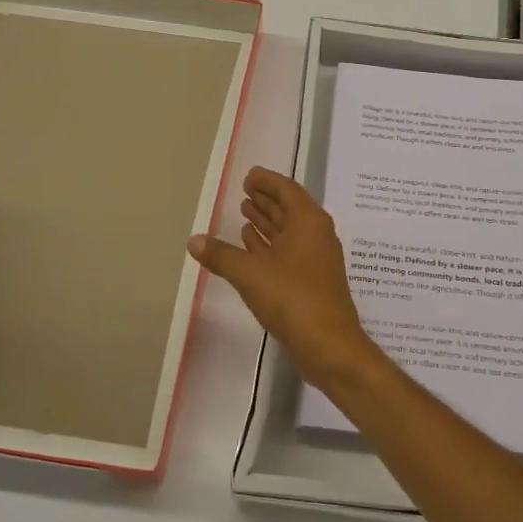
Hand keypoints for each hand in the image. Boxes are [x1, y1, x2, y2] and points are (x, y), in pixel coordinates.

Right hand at [189, 167, 382, 391]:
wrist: (329, 345)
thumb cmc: (293, 298)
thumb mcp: (250, 273)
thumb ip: (221, 255)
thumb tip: (193, 240)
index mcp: (309, 222)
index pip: (287, 190)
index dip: (268, 181)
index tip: (249, 176)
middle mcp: (316, 235)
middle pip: (289, 209)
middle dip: (267, 200)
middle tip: (244, 191)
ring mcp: (315, 260)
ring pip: (288, 232)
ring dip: (267, 222)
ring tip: (244, 214)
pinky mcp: (311, 281)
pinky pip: (288, 252)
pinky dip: (270, 246)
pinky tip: (252, 246)